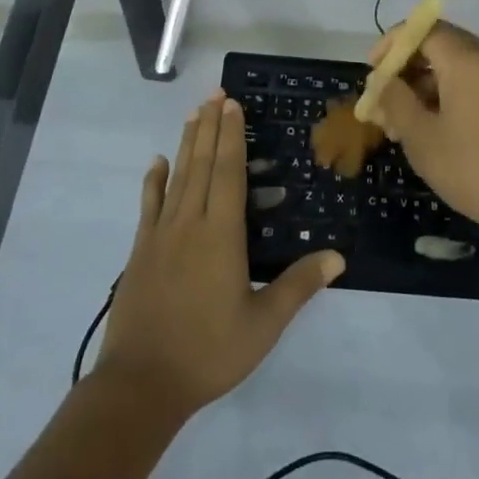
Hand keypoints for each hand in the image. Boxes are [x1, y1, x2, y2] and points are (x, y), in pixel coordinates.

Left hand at [98, 91, 342, 421]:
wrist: (141, 383)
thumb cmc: (208, 353)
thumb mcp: (262, 325)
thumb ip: (298, 287)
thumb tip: (337, 257)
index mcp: (222, 235)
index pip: (229, 173)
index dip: (231, 137)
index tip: (232, 105)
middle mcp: (190, 223)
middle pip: (202, 164)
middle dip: (210, 127)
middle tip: (215, 94)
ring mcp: (161, 234)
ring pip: (177, 177)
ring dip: (186, 143)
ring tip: (193, 113)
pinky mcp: (141, 250)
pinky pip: (149, 205)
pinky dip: (154, 180)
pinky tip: (157, 162)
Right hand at [369, 21, 478, 246]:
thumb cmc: (475, 169)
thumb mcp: (422, 138)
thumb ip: (395, 101)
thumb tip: (382, 82)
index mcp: (467, 60)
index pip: (422, 30)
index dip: (392, 44)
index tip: (373, 71)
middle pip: (439, 45)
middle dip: (406, 68)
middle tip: (383, 99)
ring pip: (456, 67)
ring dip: (424, 86)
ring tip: (400, 124)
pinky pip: (473, 84)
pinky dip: (447, 96)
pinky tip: (432, 130)